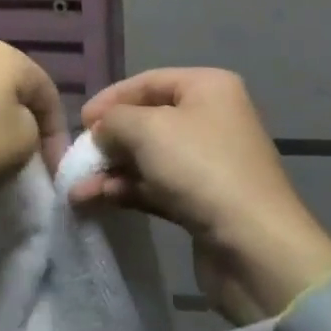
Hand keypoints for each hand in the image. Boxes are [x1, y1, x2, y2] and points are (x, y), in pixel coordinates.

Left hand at [0, 42, 65, 207]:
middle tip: (36, 164)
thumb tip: (25, 135)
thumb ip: (37, 132)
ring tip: (7, 164)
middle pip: (20, 96)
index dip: (58, 135)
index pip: (49, 95)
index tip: (55, 170)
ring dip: (5, 132)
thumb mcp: (26, 141)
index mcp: (9, 57)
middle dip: (32, 130)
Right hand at [68, 68, 330, 324]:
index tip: (79, 122)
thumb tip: (101, 131)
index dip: (110, 98)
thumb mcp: (147, 129)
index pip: (148, 81)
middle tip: (77, 158)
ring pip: (148, 157)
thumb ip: (114, 121)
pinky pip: (156, 187)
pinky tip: (96, 202)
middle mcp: (211, 118)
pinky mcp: (203, 201)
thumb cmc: (200, 168)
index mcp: (208, 87)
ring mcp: (208, 162)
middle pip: (147, 120)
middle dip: (109, 140)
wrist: (255, 248)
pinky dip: (127, 191)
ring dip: (111, 171)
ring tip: (76, 190)